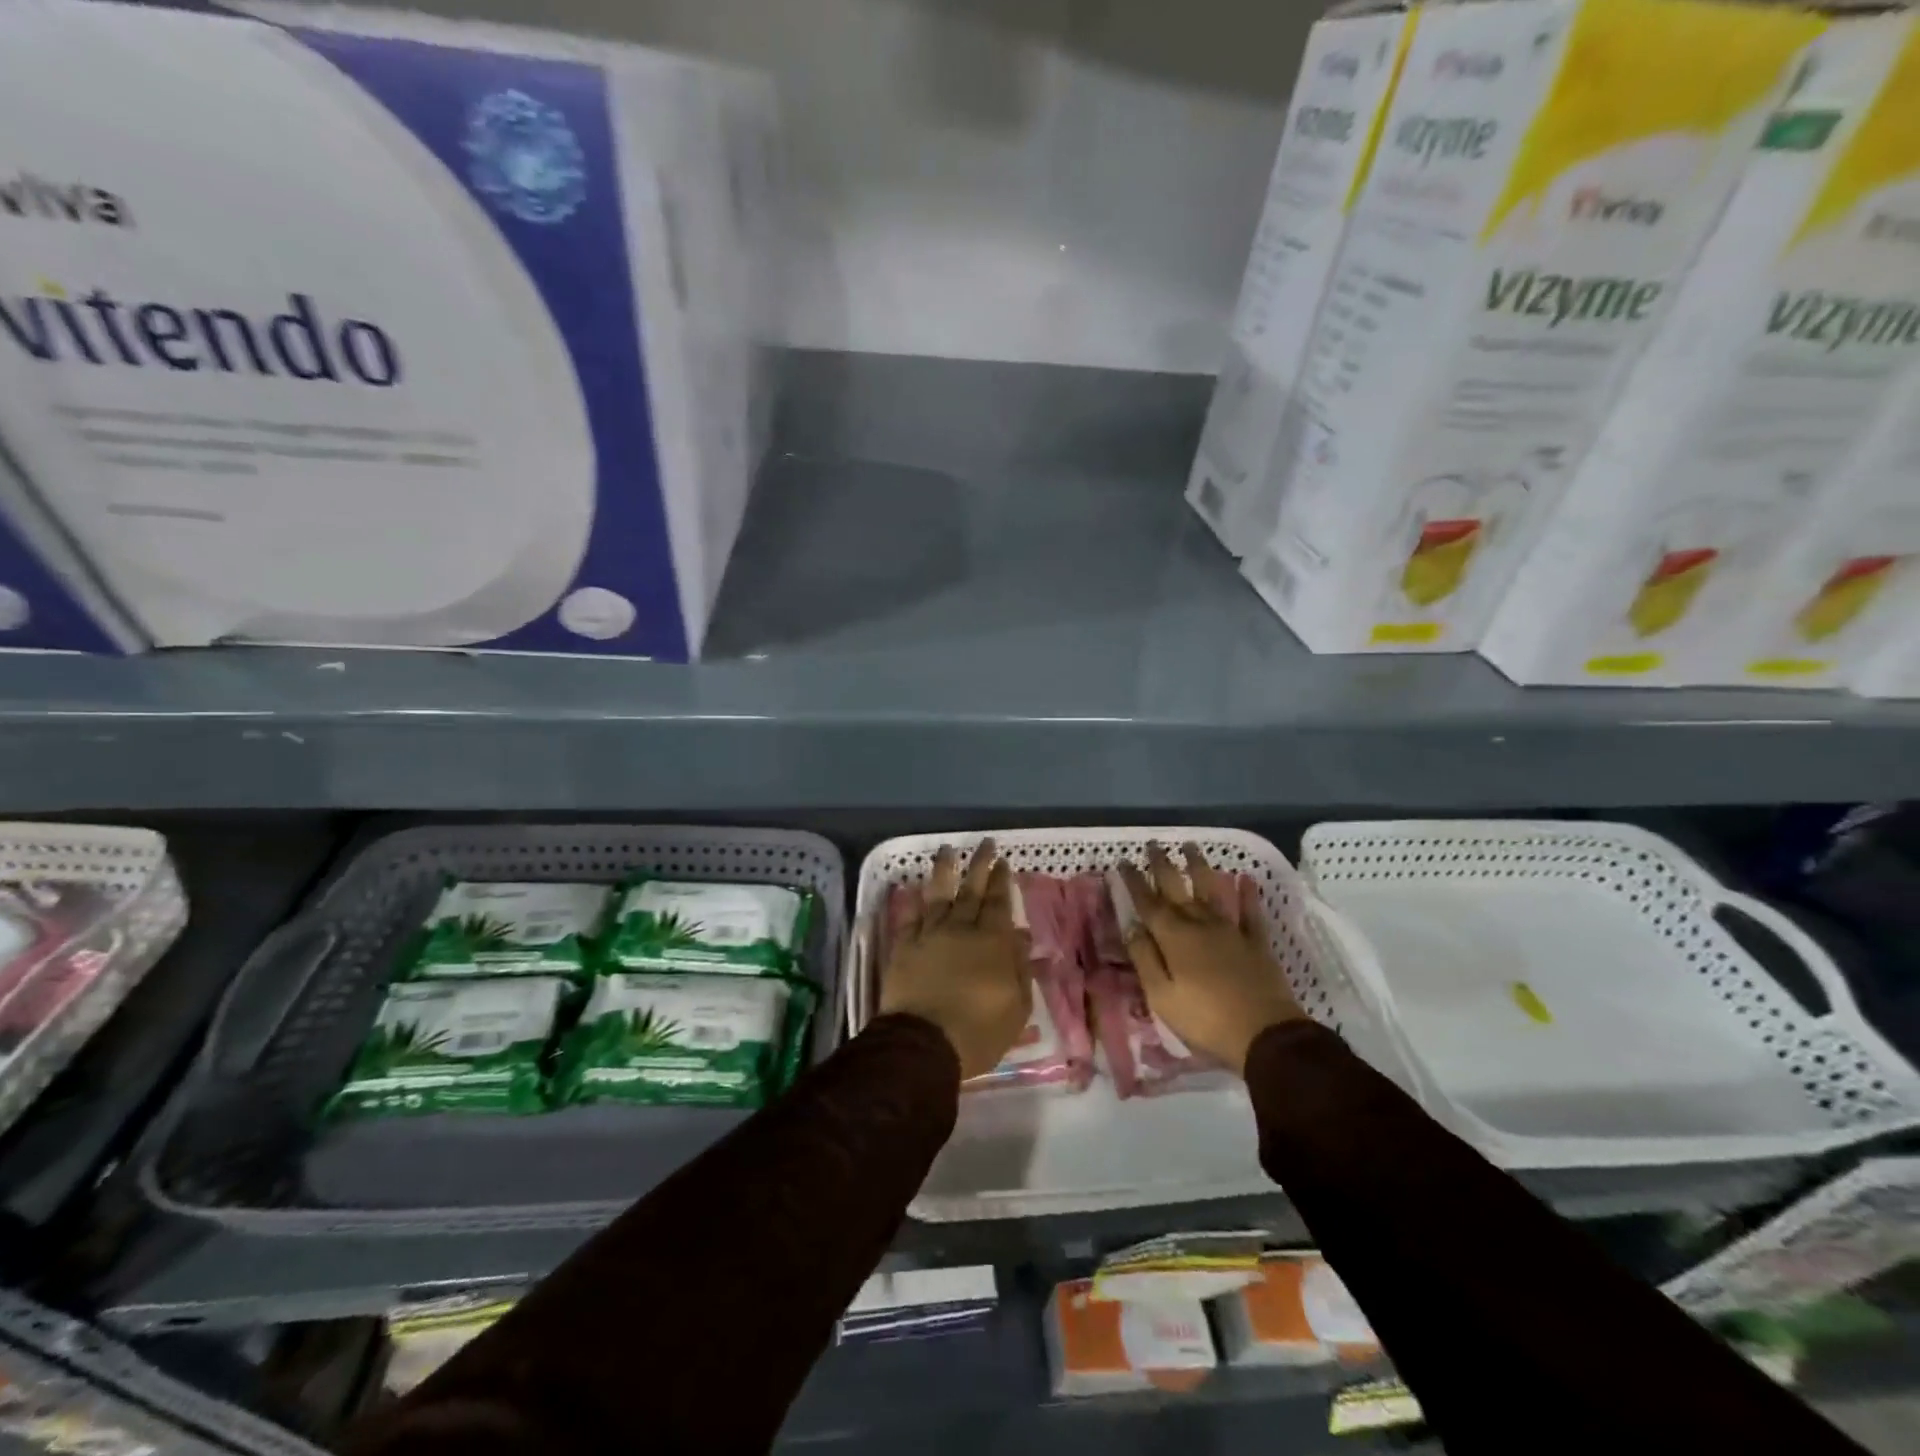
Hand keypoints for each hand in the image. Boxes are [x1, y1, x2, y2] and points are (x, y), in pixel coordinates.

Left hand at [879, 840, 1032, 1081]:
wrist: (925, 1044)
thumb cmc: (979, 1031)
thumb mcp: (1016, 1006)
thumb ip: (1020, 968)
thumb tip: (1021, 936)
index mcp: (992, 942)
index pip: (999, 902)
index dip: (1001, 880)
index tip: (1003, 861)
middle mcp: (961, 929)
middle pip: (971, 890)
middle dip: (980, 865)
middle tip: (985, 844)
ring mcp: (929, 935)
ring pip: (938, 894)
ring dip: (944, 870)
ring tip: (947, 850)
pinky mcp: (904, 947)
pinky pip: (909, 917)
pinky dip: (912, 900)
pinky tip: (913, 887)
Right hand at [1116, 843, 1305, 1074]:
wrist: (1265, 1035)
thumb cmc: (1205, 1019)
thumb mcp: (1161, 996)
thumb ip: (1145, 959)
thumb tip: (1133, 927)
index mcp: (1173, 938)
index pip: (1148, 903)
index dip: (1134, 881)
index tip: (1123, 861)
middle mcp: (1200, 924)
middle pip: (1177, 888)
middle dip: (1162, 865)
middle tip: (1153, 844)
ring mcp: (1231, 930)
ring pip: (1212, 890)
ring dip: (1200, 867)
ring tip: (1191, 846)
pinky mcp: (1256, 942)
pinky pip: (1251, 912)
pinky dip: (1248, 894)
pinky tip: (1245, 878)